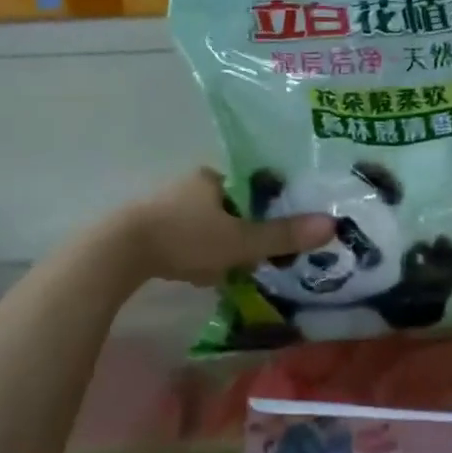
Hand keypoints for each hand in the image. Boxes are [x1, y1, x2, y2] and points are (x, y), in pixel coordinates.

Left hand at [111, 169, 333, 286]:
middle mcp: (190, 185)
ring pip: (208, 225)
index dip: (268, 208)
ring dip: (220, 246)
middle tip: (258, 256)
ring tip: (232, 270)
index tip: (278, 232)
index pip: (252, 187)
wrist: (119, 253)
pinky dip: (198, 255)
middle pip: (231, 207)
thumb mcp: (241, 240)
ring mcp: (166, 206)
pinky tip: (201, 275)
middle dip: (244, 231)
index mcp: (213, 178)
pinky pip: (187, 239)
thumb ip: (283, 236)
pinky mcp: (149, 229)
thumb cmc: (186, 238)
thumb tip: (332, 225)